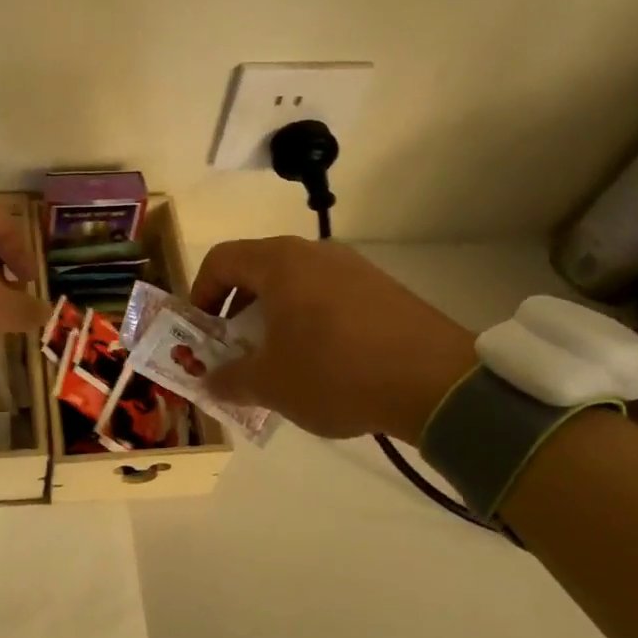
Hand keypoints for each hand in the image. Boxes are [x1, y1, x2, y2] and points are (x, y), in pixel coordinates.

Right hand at [191, 236, 477, 441]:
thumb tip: (210, 382)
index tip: (201, 331)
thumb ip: (229, 380)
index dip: (200, 294)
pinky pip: (329, 296)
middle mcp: (313, 253)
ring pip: (295, 284)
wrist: (437, 382)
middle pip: (257, 270)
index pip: (220, 260)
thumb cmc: (335, 372)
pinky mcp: (382, 289)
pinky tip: (324, 363)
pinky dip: (310, 321)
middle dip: (237, 310)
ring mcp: (353, 268)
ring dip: (274, 318)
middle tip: (236, 350)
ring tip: (279, 361)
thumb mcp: (270, 384)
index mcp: (278, 263)